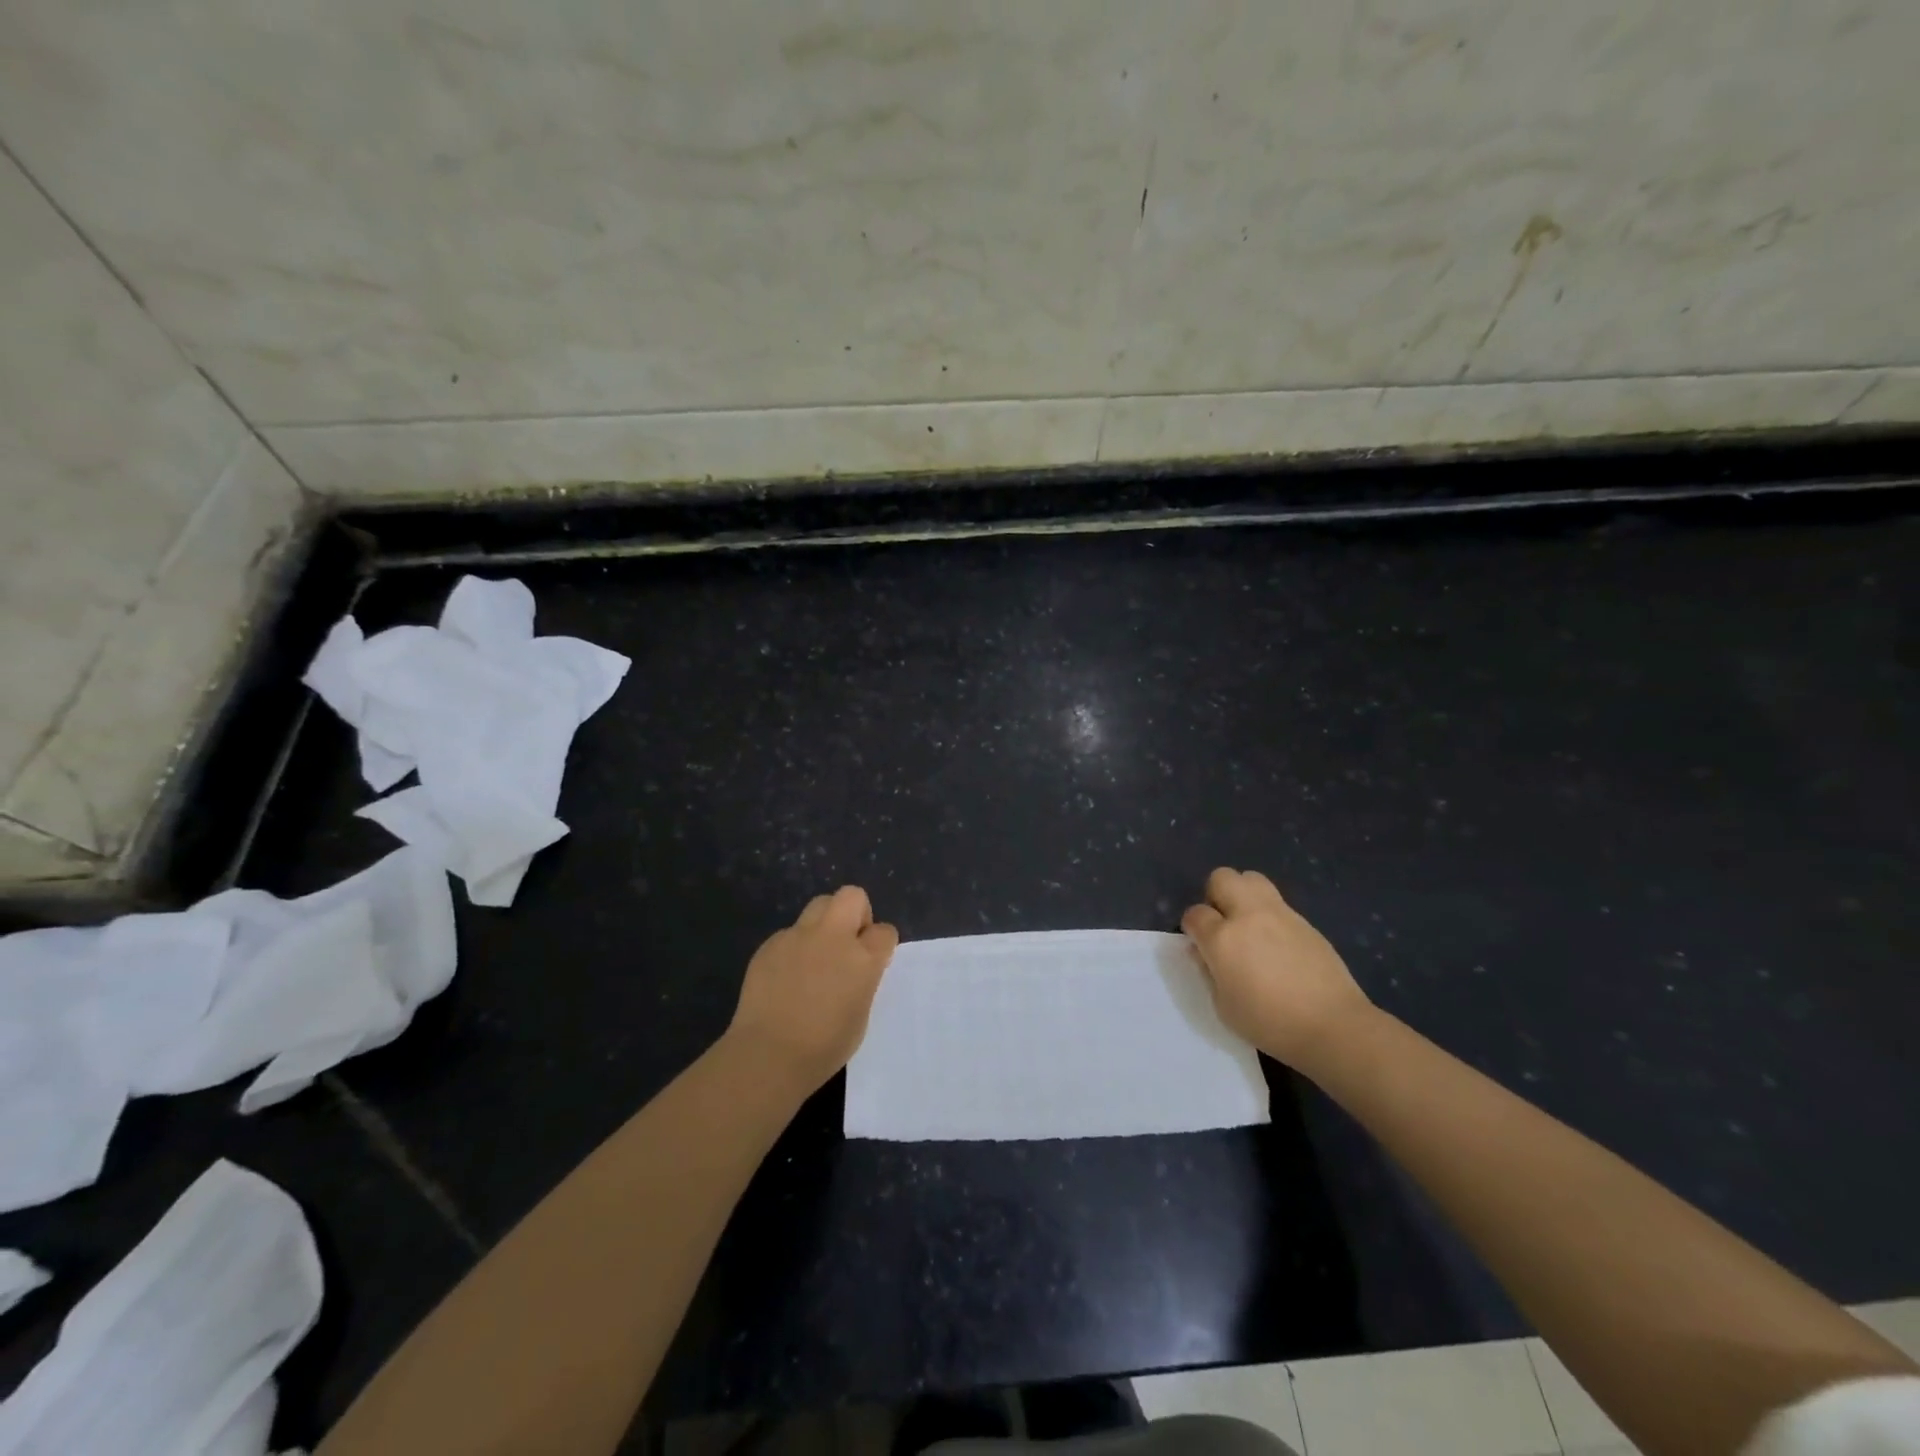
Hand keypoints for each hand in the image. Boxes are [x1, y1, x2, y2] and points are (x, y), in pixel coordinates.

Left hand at [726, 885, 898, 1093]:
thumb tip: (855, 970)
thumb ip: (863, 981)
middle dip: (856, 912)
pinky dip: (795, 947)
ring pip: (819, 905)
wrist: (768, 1054)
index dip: (881, 944)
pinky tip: (786, 977)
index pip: (885, 931)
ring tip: (817, 955)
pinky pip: (790, 934)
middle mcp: (833, 937)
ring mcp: (798, 936)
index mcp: (863, 958)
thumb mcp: (860, 1014)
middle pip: (851, 896)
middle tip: (848, 943)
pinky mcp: (770, 944)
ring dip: (825, 923)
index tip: (874, 960)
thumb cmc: (823, 1047)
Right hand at [1181, 867, 1374, 1071]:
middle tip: (1223, 923)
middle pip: (1222, 878)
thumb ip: (1209, 973)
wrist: (1333, 1026)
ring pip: (1252, 878)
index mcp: (1222, 939)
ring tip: (1249, 925)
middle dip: (1215, 895)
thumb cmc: (1271, 1023)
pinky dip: (1270, 915)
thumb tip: (1204, 952)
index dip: (1192, 927)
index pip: (1195, 914)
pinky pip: (1278, 904)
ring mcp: (1280, 914)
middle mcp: (1248, 915)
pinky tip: (1278, 945)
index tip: (1200, 944)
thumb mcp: (1224, 1007)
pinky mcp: (1305, 921)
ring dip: (1243, 895)